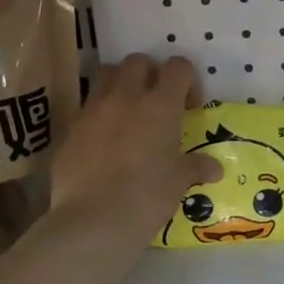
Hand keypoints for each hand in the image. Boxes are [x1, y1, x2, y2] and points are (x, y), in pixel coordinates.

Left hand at [50, 55, 222, 242]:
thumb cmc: (147, 197)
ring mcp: (92, 110)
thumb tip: (214, 168)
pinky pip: (86, 108)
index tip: (189, 107)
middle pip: (137, 61)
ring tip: (127, 112)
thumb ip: (195, 167)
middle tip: (157, 102)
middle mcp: (125, 97)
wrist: (92, 221)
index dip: (187, 80)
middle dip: (150, 74)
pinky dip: (98, 114)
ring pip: (106, 75)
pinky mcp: (69, 129)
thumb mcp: (178, 182)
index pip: (178, 67)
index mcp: (160, 105)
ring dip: (120, 84)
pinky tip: (103, 141)